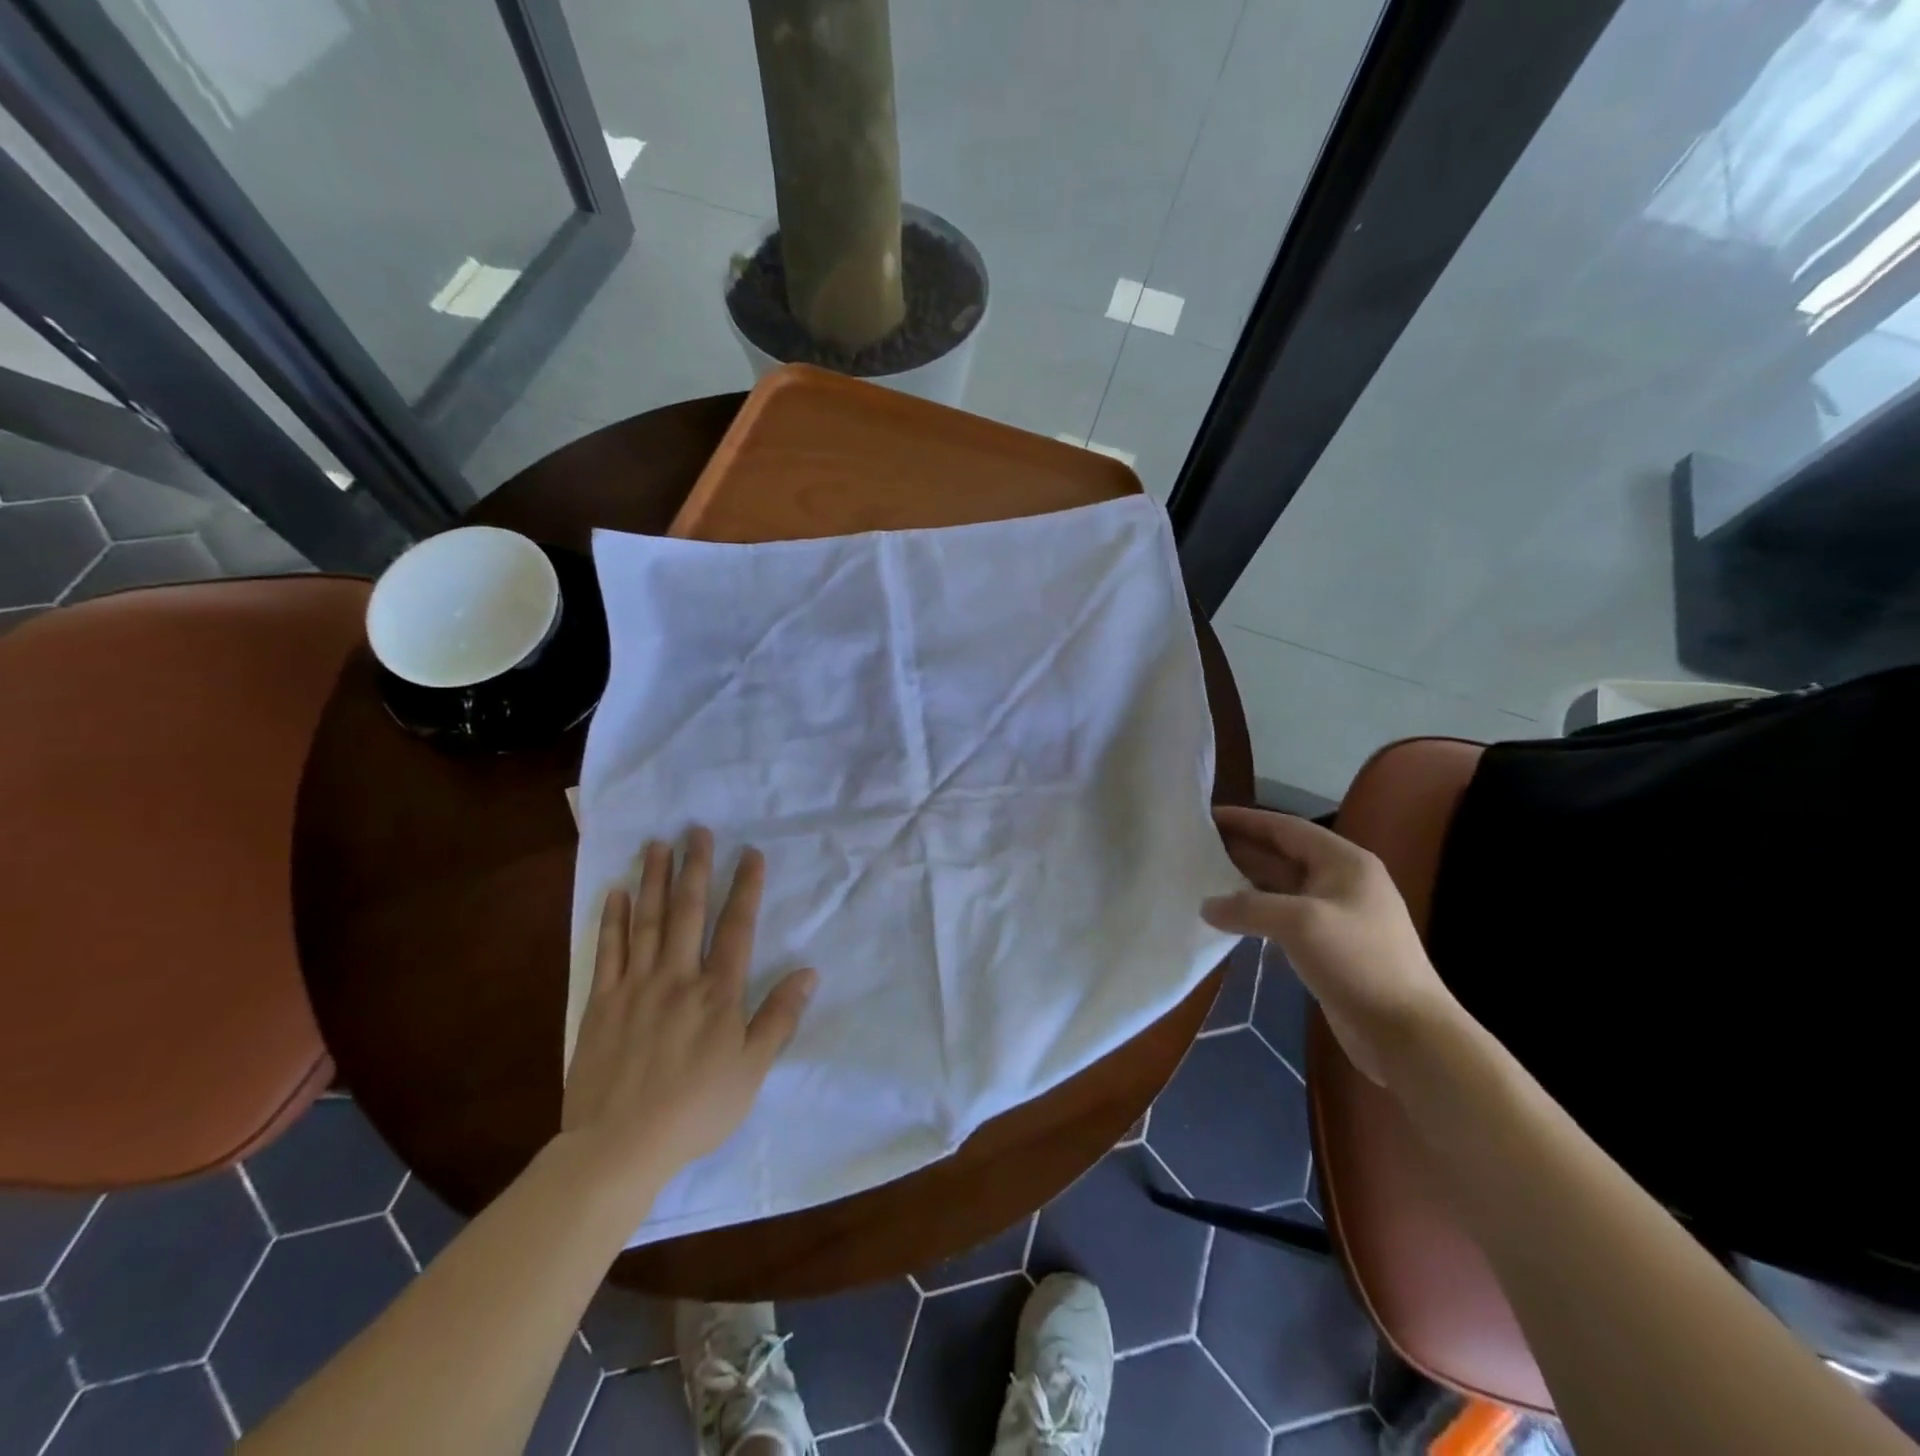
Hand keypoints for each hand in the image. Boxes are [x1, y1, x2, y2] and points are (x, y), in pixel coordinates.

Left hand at [561, 828, 815, 1194]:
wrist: (619, 1146)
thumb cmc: (696, 1109)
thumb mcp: (752, 1070)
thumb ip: (779, 1017)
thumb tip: (809, 972)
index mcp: (718, 992)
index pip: (737, 928)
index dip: (746, 888)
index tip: (750, 853)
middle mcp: (678, 977)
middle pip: (689, 912)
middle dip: (696, 867)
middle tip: (697, 830)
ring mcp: (636, 986)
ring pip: (648, 921)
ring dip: (655, 880)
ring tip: (658, 845)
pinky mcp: (601, 1003)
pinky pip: (608, 951)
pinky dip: (613, 919)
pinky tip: (617, 892)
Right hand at [1201, 807, 1459, 1085]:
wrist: (1406, 1032)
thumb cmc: (1359, 962)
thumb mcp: (1300, 924)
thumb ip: (1248, 907)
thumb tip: (1206, 905)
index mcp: (1344, 862)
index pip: (1286, 828)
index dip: (1246, 820)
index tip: (1205, 816)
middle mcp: (1341, 880)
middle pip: (1282, 854)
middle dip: (1241, 848)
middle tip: (1194, 846)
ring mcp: (1335, 914)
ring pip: (1281, 886)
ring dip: (1244, 881)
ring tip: (1201, 876)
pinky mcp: (1328, 945)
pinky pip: (1283, 916)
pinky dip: (1255, 911)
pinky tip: (1228, 916)